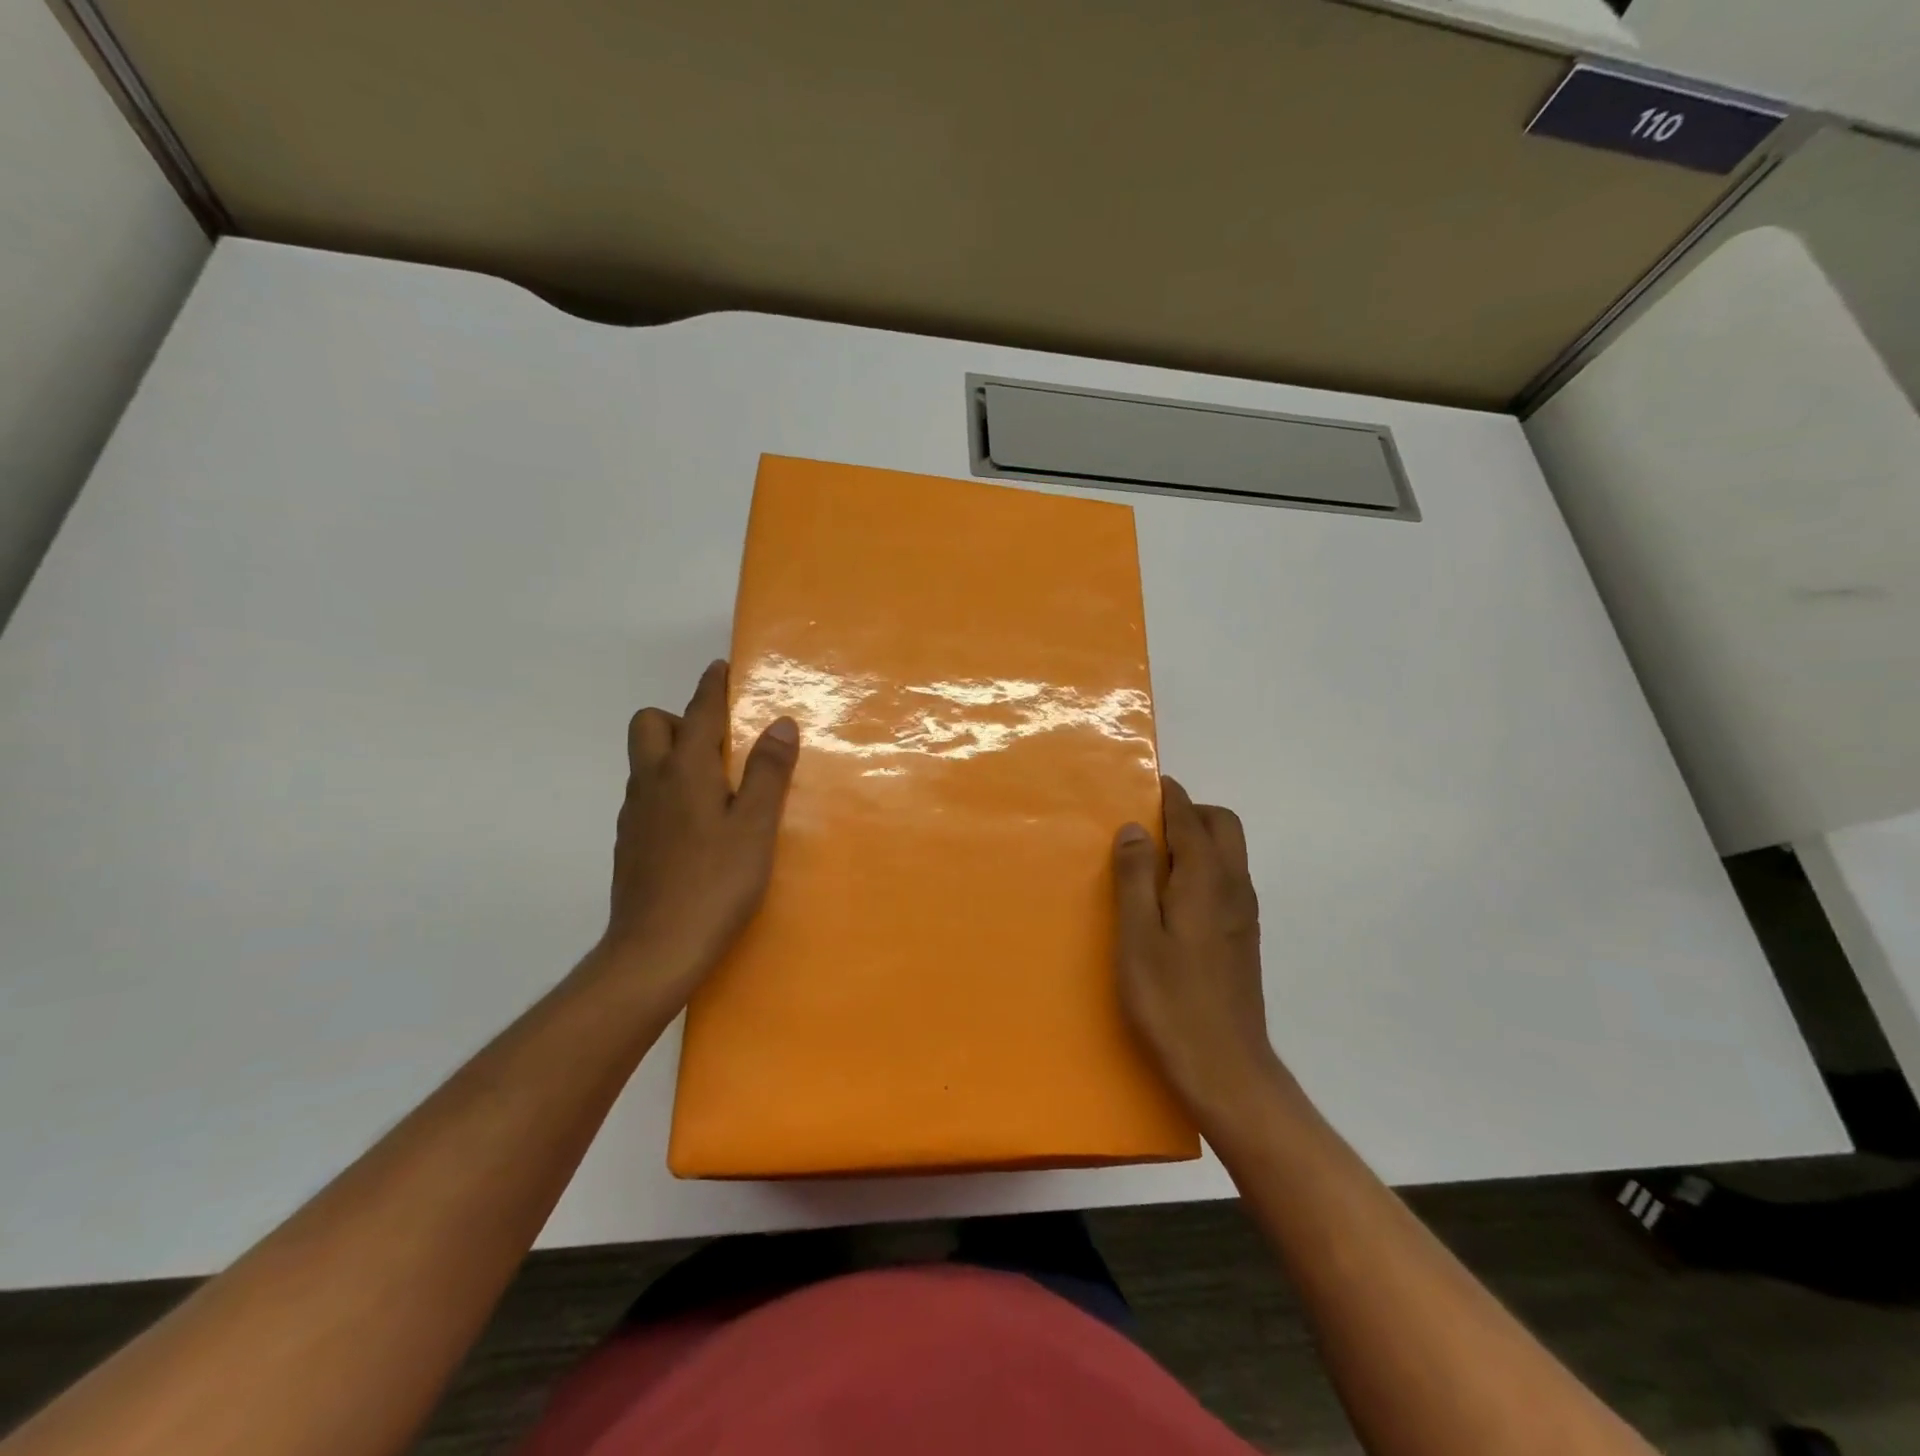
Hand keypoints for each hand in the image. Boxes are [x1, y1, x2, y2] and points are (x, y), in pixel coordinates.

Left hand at [596, 660, 798, 1000]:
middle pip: (649, 725)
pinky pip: (646, 795)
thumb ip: (767, 772)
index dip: (712, 686)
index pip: (699, 712)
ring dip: (674, 754)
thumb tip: (780, 723)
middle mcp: (651, 783)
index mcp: (684, 772)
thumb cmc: (715, 884)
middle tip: (720, 745)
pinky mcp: (629, 844)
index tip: (722, 668)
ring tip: (715, 786)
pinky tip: (695, 826)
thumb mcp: (755, 827)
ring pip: (645, 762)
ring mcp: (634, 815)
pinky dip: (668, 790)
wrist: (654, 950)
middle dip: (680, 719)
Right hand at [1112, 777, 1284, 1128]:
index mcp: (1206, 880)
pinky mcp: (1242, 938)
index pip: (1192, 819)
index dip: (1171, 796)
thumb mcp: (1138, 937)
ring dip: (1197, 839)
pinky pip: (1225, 880)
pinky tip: (1171, 898)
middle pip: (1223, 826)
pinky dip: (1202, 867)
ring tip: (1152, 858)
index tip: (1148, 783)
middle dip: (1190, 812)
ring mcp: (1242, 914)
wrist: (1226, 1069)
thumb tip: (1137, 828)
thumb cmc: (1170, 1001)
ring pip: (1228, 853)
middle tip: (1147, 825)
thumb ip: (1136, 878)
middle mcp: (1233, 888)